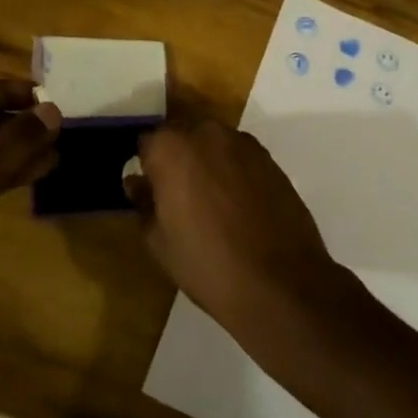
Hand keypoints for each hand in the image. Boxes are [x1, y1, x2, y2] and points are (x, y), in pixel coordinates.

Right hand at [128, 121, 344, 333]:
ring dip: (207, 163)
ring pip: (213, 144)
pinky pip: (240, 157)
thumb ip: (144, 203)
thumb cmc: (207, 264)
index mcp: (170, 148)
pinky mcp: (270, 159)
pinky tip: (239, 206)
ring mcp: (243, 143)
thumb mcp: (159, 241)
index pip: (147, 143)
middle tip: (180, 198)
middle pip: (182, 137)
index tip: (151, 192)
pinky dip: (234, 172)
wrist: (279, 283)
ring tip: (212, 204)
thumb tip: (137, 183)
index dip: (147, 168)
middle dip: (177, 160)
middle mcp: (206, 133)